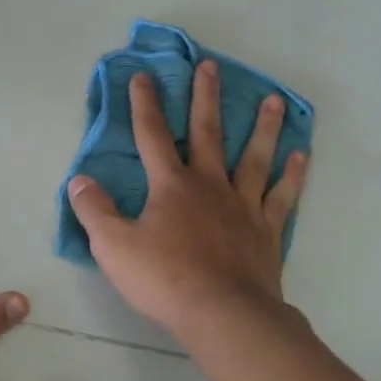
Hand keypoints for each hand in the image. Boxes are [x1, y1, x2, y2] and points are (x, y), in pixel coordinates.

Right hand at [66, 62, 309, 344]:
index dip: (144, 104)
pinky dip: (292, 174)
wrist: (224, 314)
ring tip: (273, 99)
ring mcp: (243, 205)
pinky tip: (301, 155)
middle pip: (207, 132)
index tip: (143, 76)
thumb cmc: (165, 279)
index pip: (152, 135)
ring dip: (263, 126)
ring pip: (254, 156)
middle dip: (205, 97)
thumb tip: (79, 180)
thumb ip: (95, 211)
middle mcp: (209, 184)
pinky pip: (282, 195)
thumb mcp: (114, 246)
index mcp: (171, 185)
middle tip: (210, 66)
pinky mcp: (267, 229)